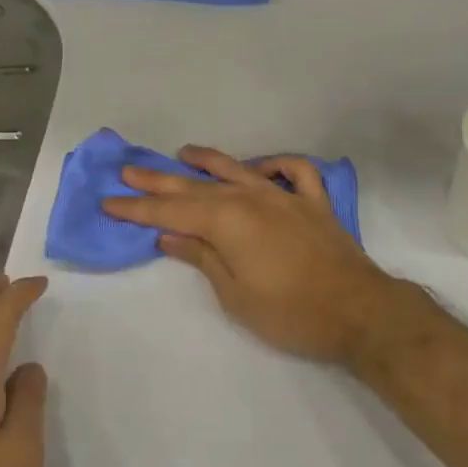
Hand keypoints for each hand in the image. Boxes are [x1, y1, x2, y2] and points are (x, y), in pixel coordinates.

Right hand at [102, 145, 408, 364]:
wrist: (358, 312)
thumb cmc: (290, 312)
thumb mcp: (235, 294)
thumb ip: (201, 258)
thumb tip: (168, 236)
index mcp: (227, 221)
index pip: (171, 213)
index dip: (138, 208)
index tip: (109, 201)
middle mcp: (252, 198)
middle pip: (196, 187)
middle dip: (159, 181)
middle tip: (128, 170)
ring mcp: (285, 196)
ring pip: (238, 171)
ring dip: (208, 162)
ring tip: (183, 153)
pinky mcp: (314, 203)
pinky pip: (293, 172)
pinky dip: (275, 165)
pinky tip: (259, 168)